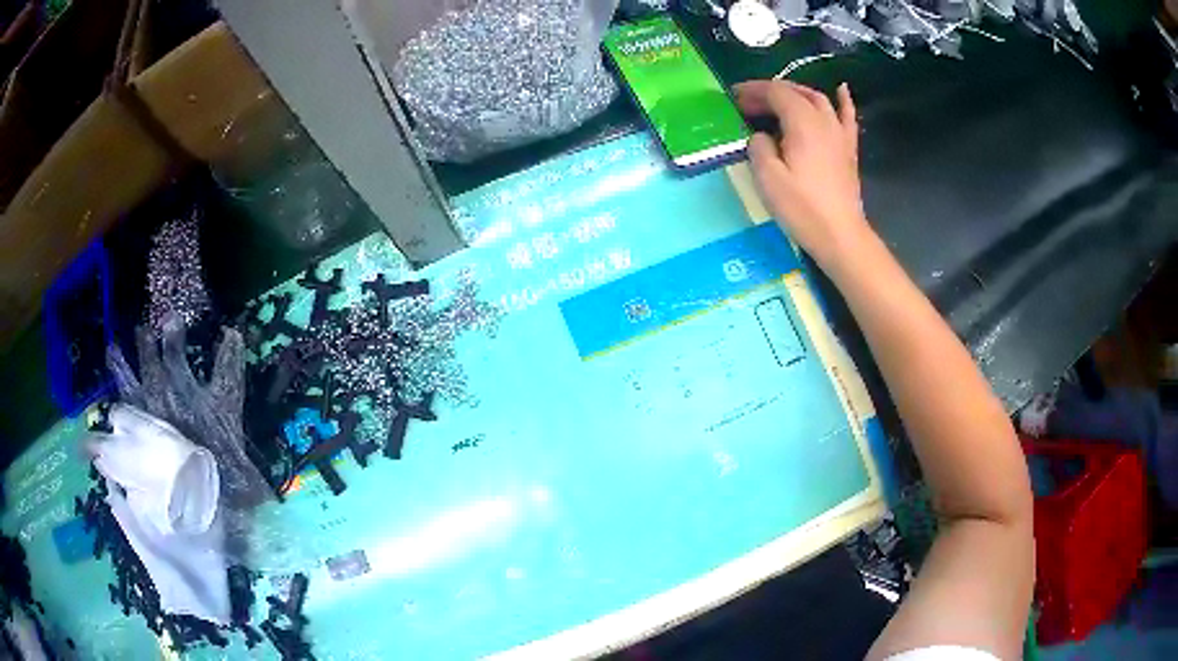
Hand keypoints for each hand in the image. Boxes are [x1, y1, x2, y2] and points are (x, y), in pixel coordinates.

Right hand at [734, 80, 872, 272]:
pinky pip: (847, 116)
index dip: (753, 91)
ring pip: (818, 99)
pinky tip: (841, 89)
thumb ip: (759, 147)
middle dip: (770, 92)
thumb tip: (760, 135)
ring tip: (778, 98)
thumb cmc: (802, 208)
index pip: (775, 92)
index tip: (733, 98)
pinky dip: (843, 100)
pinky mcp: (848, 148)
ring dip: (795, 93)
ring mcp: (840, 133)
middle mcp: (823, 120)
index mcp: (802, 122)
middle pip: (795, 92)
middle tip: (748, 103)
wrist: (840, 235)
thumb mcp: (768, 178)